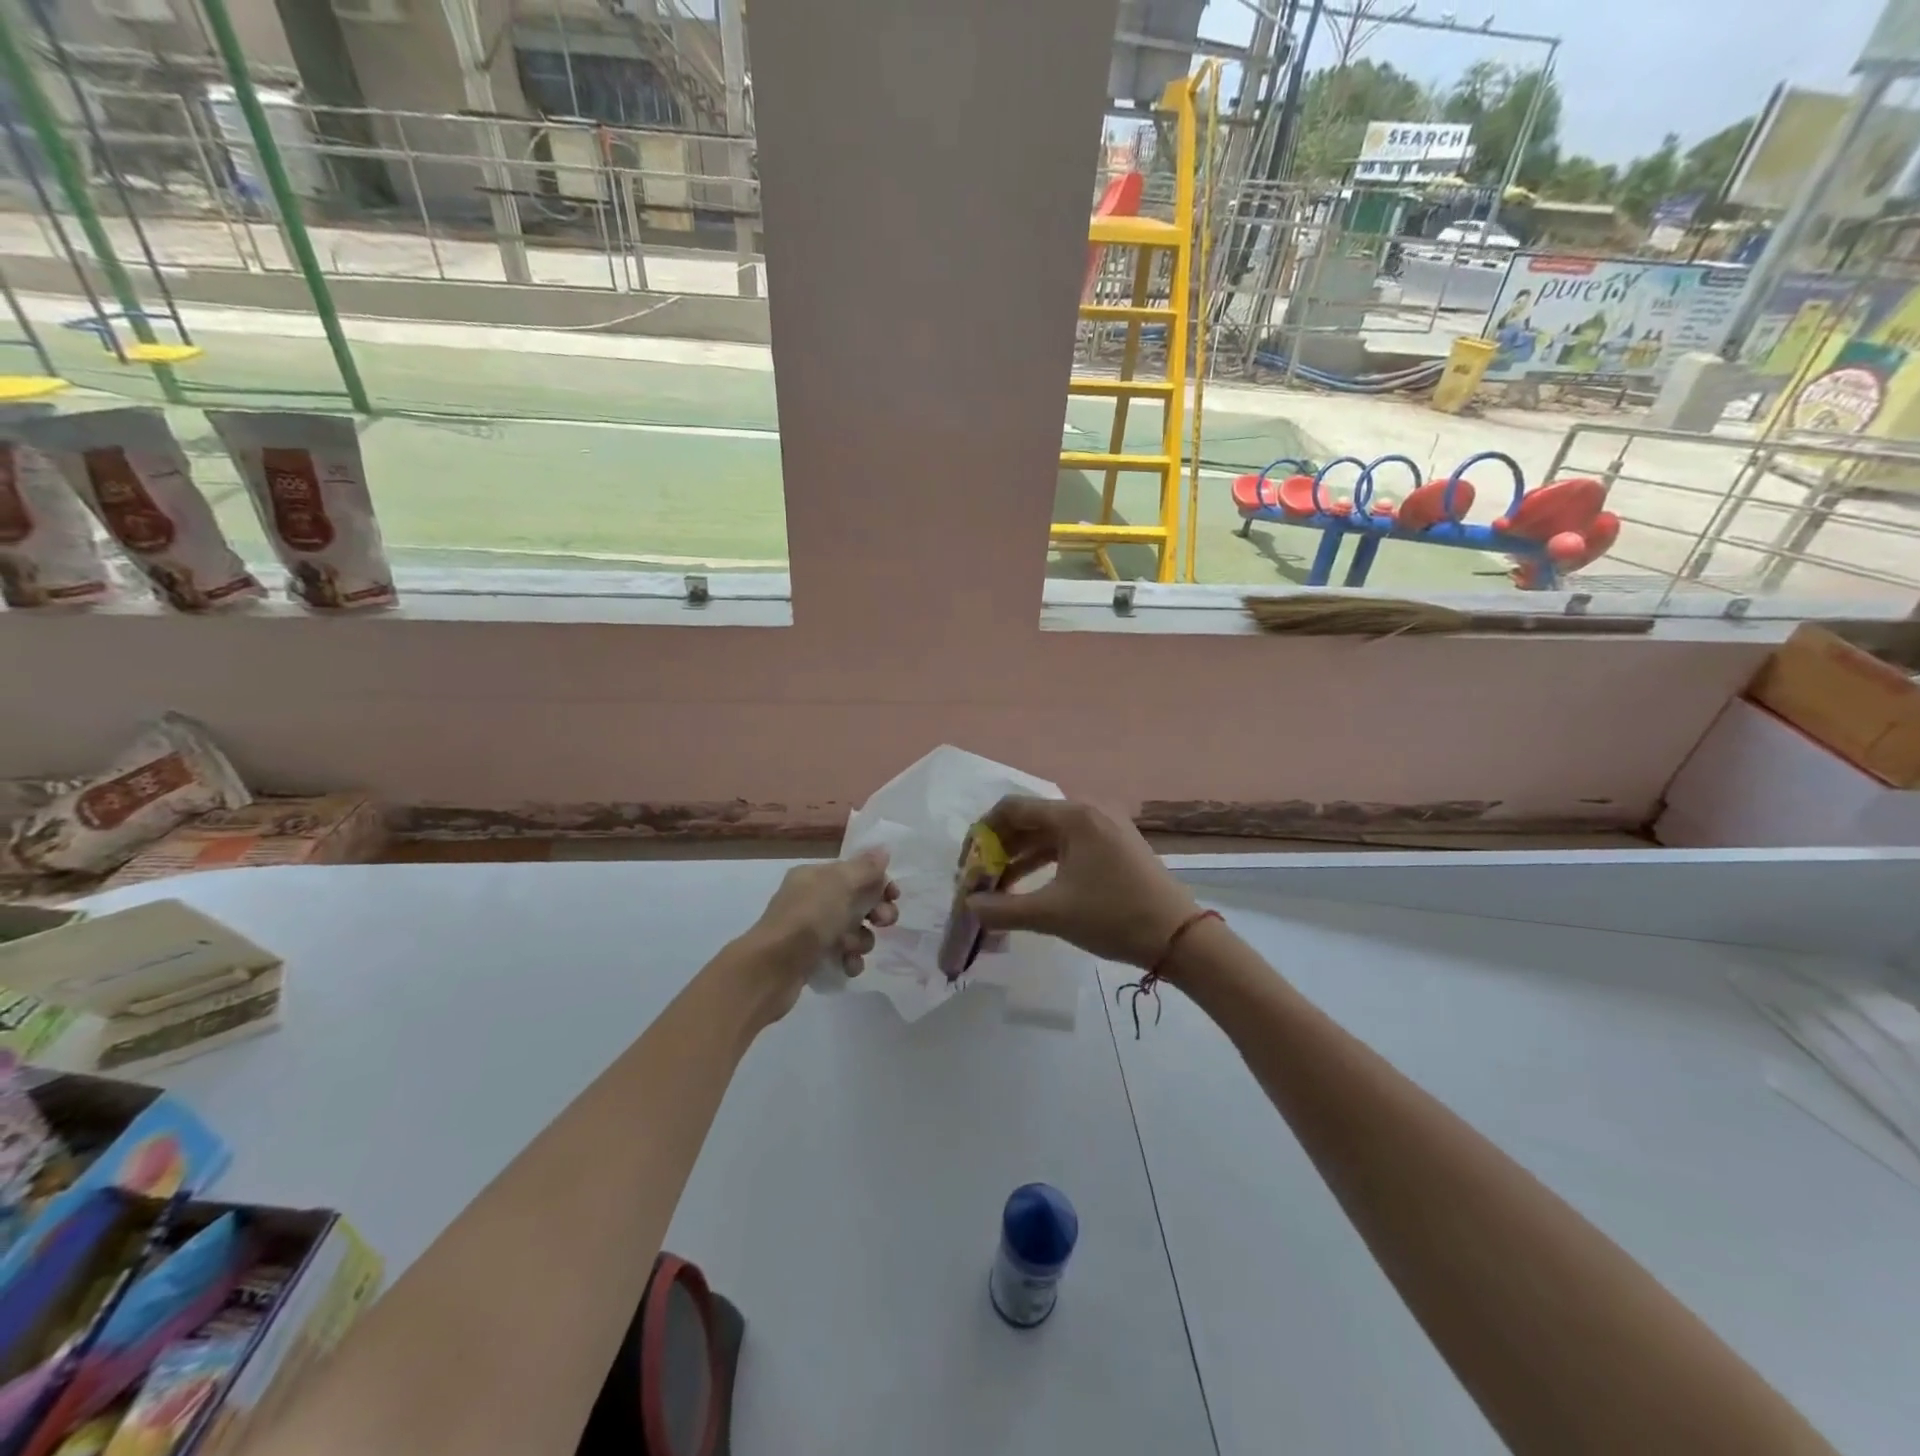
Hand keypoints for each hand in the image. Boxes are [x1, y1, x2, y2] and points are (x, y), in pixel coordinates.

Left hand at [737, 849, 900, 1021]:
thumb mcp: (840, 884)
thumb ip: (865, 867)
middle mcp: (812, 899)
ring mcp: (810, 930)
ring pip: (852, 931)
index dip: (878, 882)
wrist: (770, 969)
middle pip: (857, 901)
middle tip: (884, 922)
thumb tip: (883, 850)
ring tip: (853, 948)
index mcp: (815, 876)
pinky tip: (847, 966)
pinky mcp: (811, 958)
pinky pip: (841, 955)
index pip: (855, 872)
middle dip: (876, 912)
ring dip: (862, 940)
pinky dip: (849, 960)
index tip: (894, 896)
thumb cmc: (808, 918)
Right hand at [967, 797, 1198, 971]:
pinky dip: (1043, 862)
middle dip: (999, 849)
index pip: (1012, 809)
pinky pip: (1067, 845)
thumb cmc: (1113, 917)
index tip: (968, 864)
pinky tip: (1028, 887)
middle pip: (1029, 820)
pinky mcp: (1113, 845)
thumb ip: (1003, 909)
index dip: (983, 834)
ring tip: (997, 889)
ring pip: (1047, 834)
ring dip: (1019, 858)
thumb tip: (969, 906)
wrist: (1179, 938)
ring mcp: (1104, 827)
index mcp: (1074, 816)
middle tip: (979, 879)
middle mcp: (1088, 811)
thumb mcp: (1052, 914)